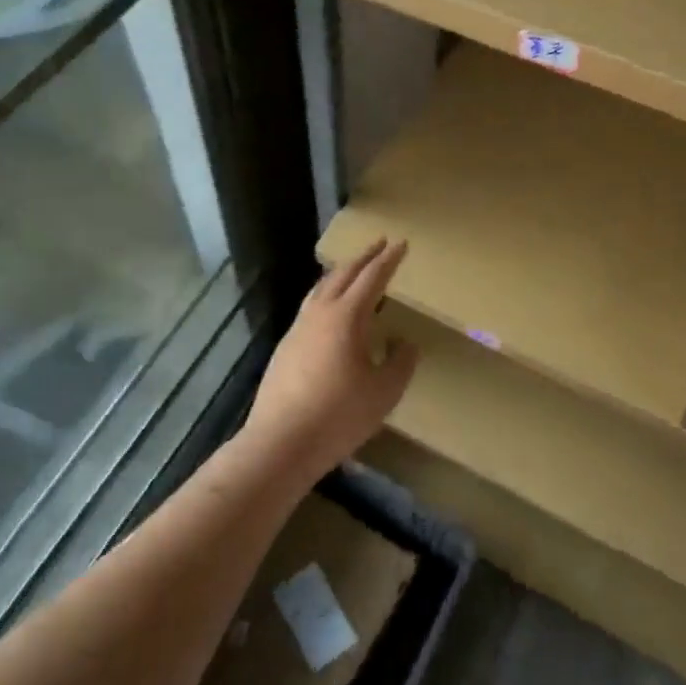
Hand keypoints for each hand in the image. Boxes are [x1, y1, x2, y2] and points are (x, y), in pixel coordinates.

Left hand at [242, 239, 419, 482]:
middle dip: (363, 258)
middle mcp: (319, 314)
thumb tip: (404, 342)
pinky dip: (325, 296)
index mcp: (347, 317)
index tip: (401, 243)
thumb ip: (399, 363)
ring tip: (353, 270)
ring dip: (340, 274)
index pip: (372, 278)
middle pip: (342, 275)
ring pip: (321, 289)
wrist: (281, 441)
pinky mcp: (285, 347)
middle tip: (380, 245)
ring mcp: (298, 329)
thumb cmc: (339, 415)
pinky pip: (310, 308)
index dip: (388, 260)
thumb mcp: (384, 392)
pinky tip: (329, 312)